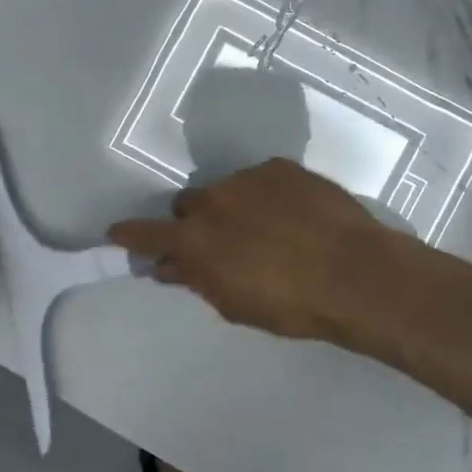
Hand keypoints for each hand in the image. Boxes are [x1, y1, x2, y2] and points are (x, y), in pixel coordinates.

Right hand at [106, 158, 418, 352]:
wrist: (354, 272)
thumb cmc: (291, 304)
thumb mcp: (235, 304)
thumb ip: (196, 280)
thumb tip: (167, 267)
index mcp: (196, 241)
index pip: (147, 233)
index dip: (131, 235)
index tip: (117, 232)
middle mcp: (213, 202)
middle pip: (187, 205)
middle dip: (194, 222)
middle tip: (219, 243)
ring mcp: (247, 179)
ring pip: (225, 190)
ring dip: (233, 208)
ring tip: (267, 229)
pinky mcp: (279, 167)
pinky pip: (259, 180)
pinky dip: (265, 196)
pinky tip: (292, 215)